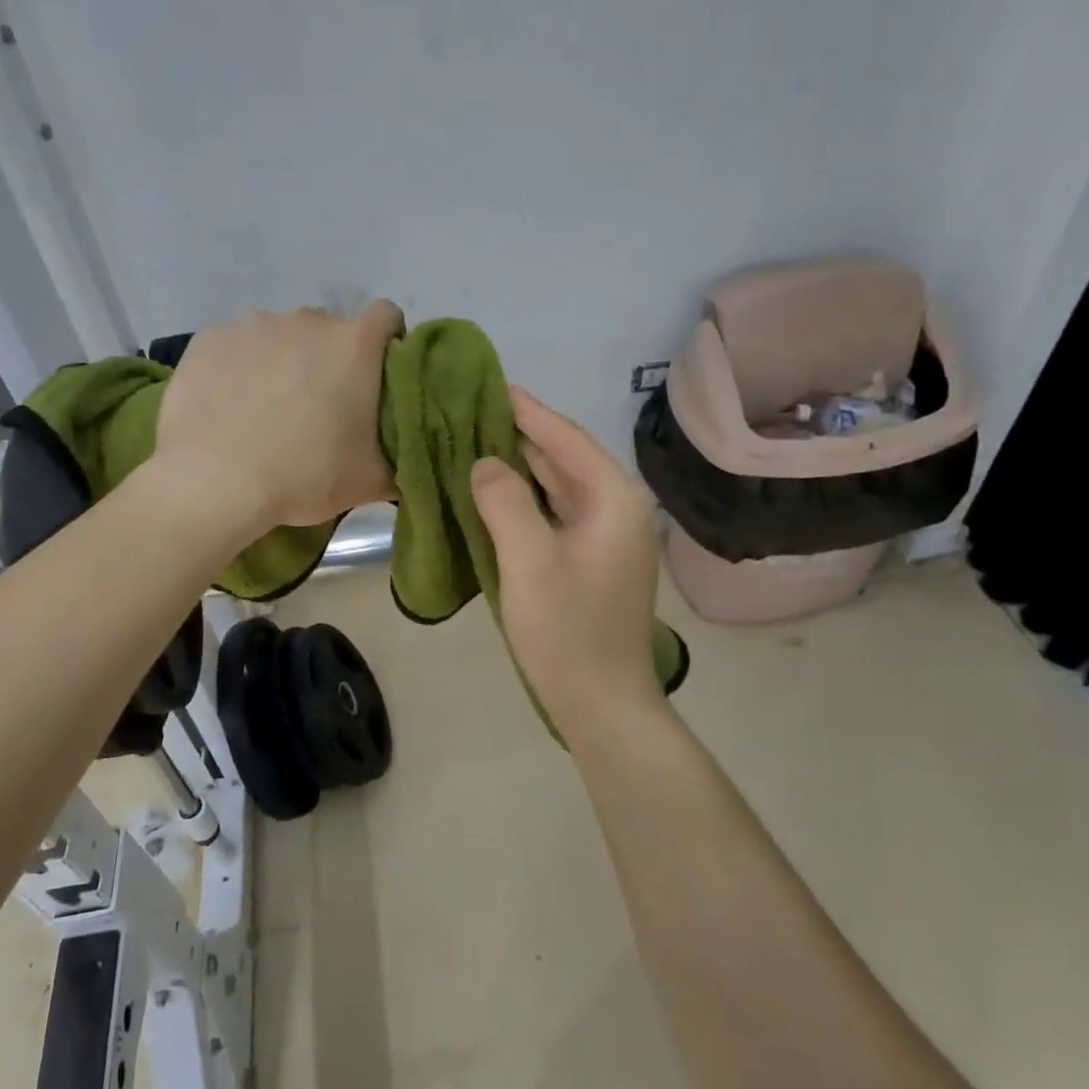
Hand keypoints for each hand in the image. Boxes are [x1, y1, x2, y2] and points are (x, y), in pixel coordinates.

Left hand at [155, 302, 403, 531]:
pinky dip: (240, 367)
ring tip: (267, 408)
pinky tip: (229, 404)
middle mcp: (307, 320)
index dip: (386, 343)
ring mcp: (254, 324)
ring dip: (283, 361)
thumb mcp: (370, 482)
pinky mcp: (211, 337)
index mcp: (354, 345)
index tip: (376, 377)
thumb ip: (401, 460)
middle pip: (329, 330)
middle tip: (318, 408)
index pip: (387, 317)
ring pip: (280, 336)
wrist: (214, 483)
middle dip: (329, 359)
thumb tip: (411, 456)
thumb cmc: (304, 477)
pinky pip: (236, 345)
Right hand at [471, 387, 665, 727]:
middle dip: (520, 434)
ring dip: (521, 466)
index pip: (565, 438)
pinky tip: (494, 492)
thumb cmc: (568, 631)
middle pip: (564, 457)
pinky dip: (526, 499)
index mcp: (613, 499)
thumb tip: (485, 462)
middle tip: (471, 411)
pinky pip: (555, 513)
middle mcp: (617, 508)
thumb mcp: (529, 560)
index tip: (491, 383)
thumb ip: (504, 501)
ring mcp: (607, 536)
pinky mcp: (591, 560)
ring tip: (475, 441)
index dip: (527, 409)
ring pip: (558, 486)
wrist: (603, 705)